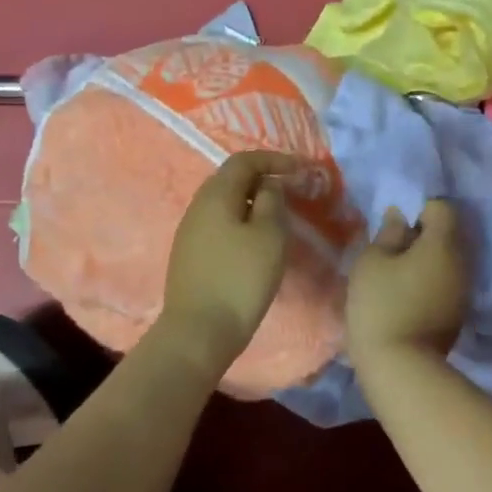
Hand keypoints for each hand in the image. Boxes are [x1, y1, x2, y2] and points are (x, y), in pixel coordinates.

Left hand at [161, 151, 298, 371]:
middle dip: (263, 178)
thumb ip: (272, 202)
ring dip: (252, 201)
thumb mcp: (269, 236)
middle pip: (231, 179)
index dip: (274, 159)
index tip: (301, 170)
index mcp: (216, 195)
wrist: (198, 332)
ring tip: (278, 215)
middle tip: (291, 190)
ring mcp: (190, 231)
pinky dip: (241, 220)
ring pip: (225, 203)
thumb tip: (268, 186)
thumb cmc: (240, 279)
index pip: (244, 160)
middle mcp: (198, 206)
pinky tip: (256, 240)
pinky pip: (219, 223)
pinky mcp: (190, 254)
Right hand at [345, 199, 470, 361]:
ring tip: (398, 276)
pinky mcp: (459, 313)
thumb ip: (389, 233)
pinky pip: (448, 282)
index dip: (419, 210)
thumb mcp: (372, 261)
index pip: (442, 207)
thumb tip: (400, 216)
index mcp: (444, 243)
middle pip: (448, 233)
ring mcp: (465, 289)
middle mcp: (463, 261)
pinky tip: (409, 296)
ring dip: (428, 260)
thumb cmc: (381, 305)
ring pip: (448, 260)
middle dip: (424, 236)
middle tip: (393, 251)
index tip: (397, 229)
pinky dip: (431, 281)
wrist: (400, 367)